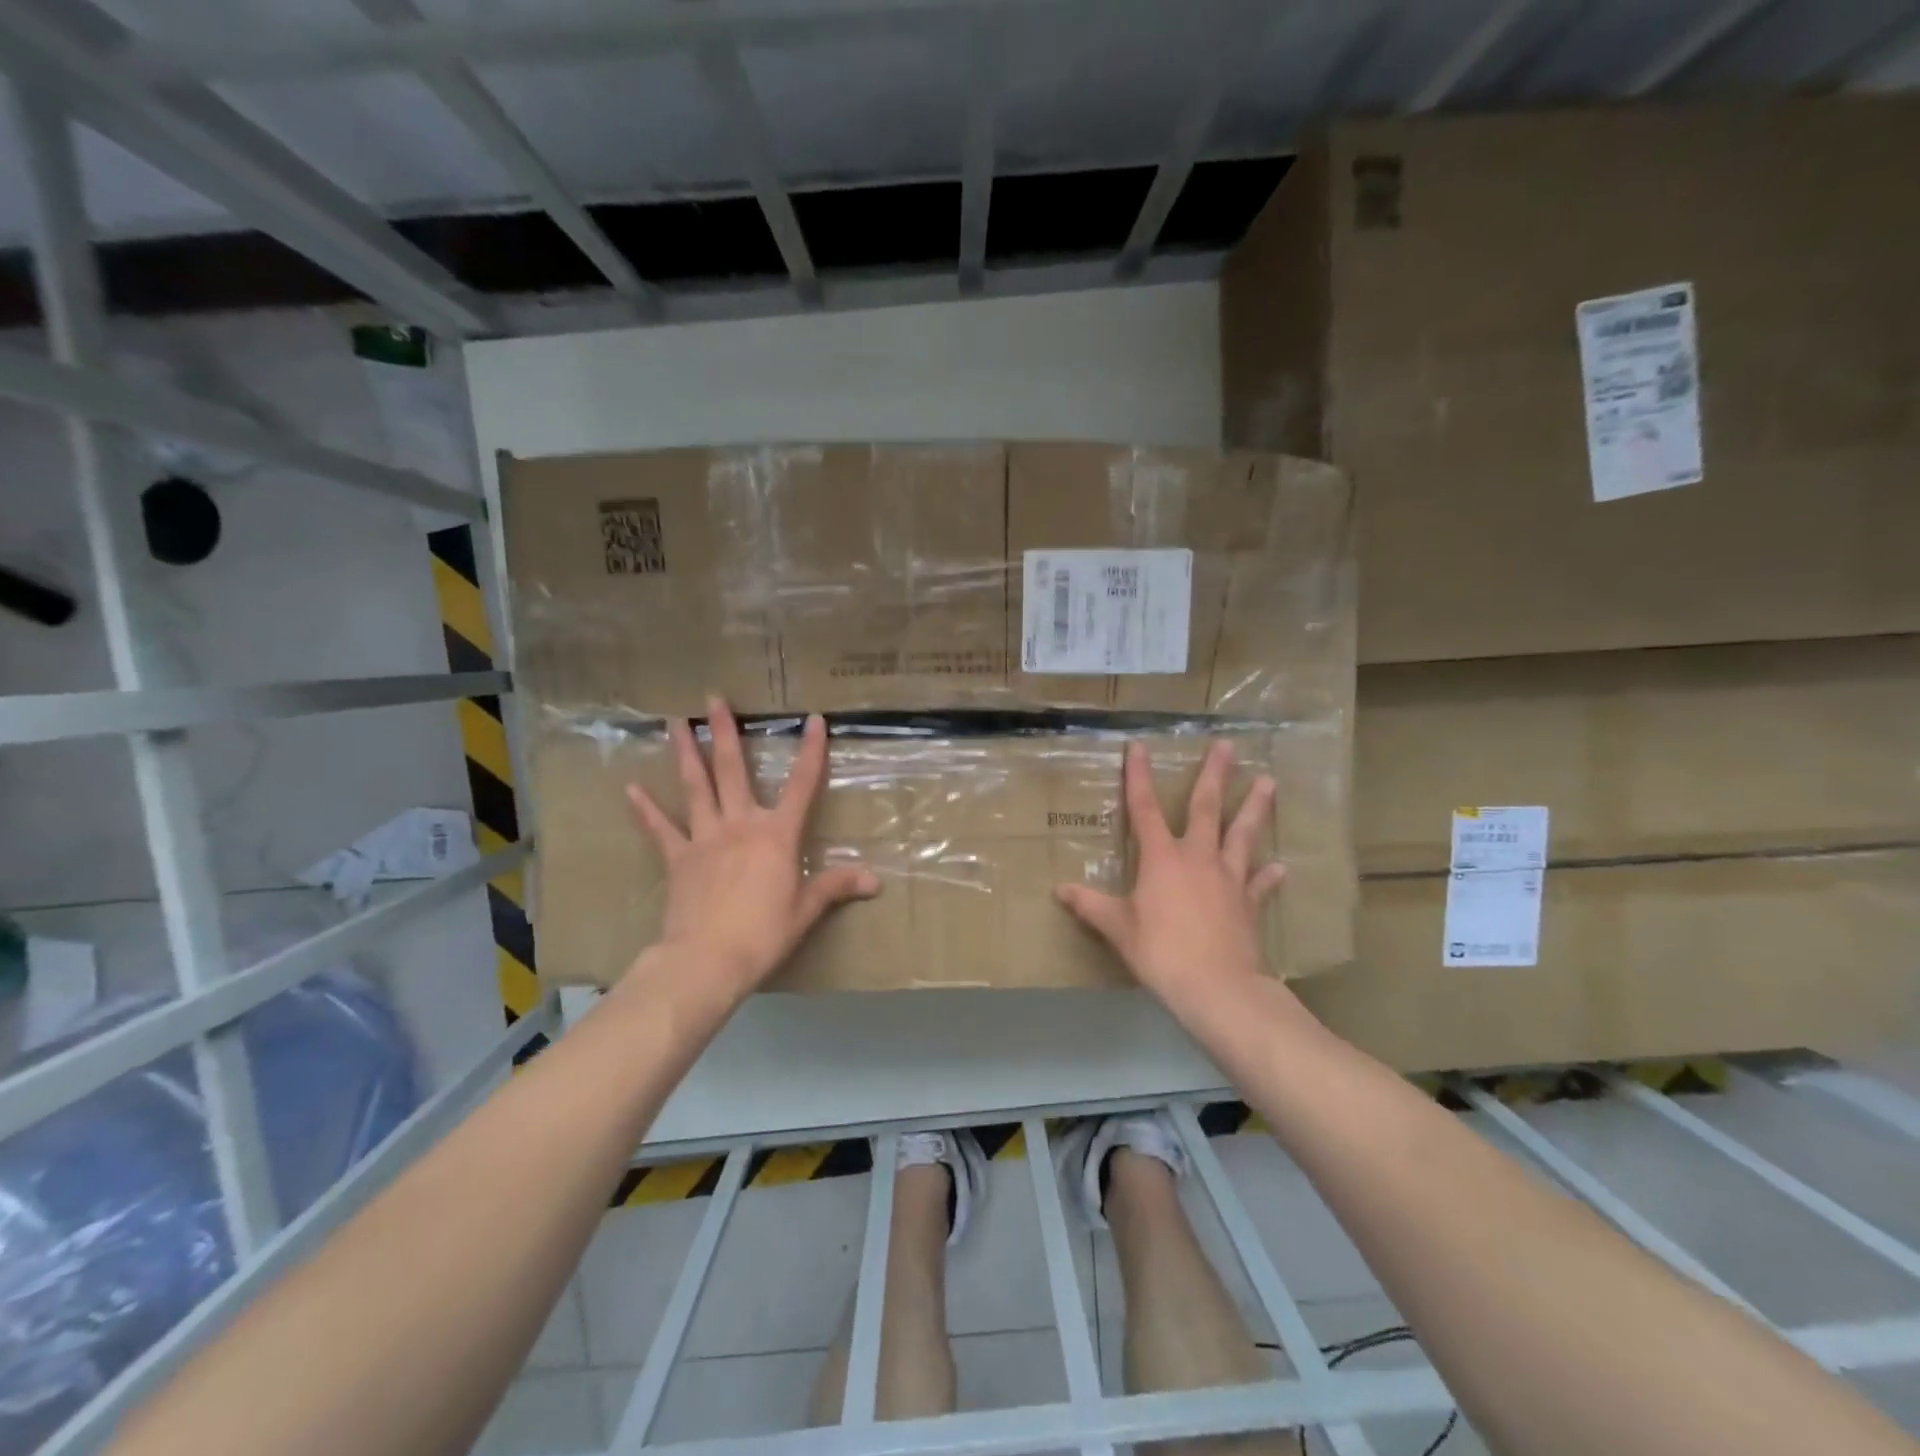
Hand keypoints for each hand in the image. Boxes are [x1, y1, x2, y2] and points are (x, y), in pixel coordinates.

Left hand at [625, 698, 879, 1000]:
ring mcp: (705, 838)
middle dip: (725, 732)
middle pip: (733, 770)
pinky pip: (660, 828)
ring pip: (695, 787)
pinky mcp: (678, 858)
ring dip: (686, 753)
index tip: (813, 719)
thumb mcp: (806, 909)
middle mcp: (740, 824)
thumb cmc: (764, 933)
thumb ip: (837, 886)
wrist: (707, 959)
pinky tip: (630, 788)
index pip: (801, 784)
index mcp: (777, 834)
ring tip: (675, 721)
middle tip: (713, 698)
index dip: (810, 751)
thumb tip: (876, 880)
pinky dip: (645, 809)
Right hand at [1056, 740, 1284, 1013]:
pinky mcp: (1249, 903)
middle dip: (1216, 774)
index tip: (1139, 746)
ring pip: (1243, 835)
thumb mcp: (1118, 929)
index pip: (1145, 808)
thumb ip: (1091, 906)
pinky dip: (1268, 875)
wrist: (1218, 987)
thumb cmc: (1161, 952)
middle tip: (1228, 745)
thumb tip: (1060, 890)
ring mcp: (1228, 879)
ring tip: (1269, 782)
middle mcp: (1198, 858)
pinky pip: (1260, 884)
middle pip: (1208, 808)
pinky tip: (1280, 867)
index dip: (1138, 776)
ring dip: (1255, 808)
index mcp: (1162, 858)